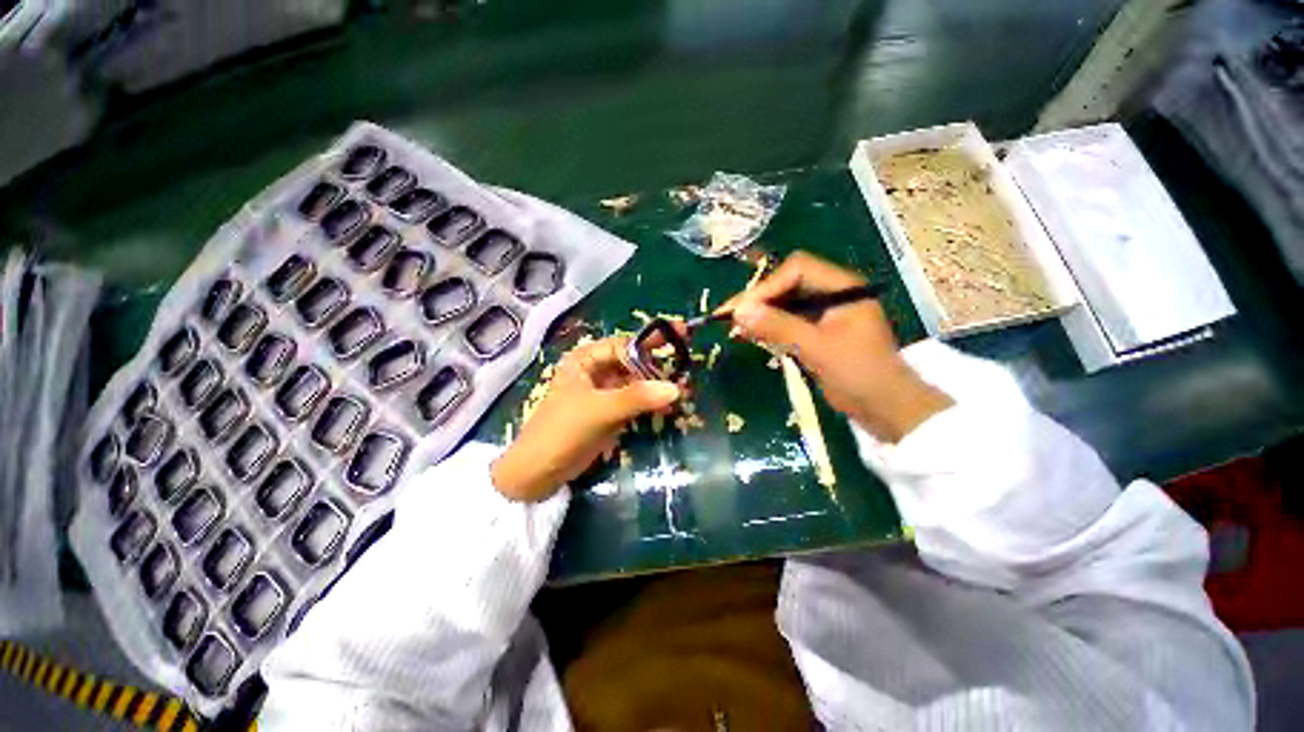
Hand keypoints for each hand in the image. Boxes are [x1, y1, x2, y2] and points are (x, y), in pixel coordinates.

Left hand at [492, 337, 681, 500]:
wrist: (539, 472)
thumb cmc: (562, 431)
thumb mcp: (598, 410)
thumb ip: (636, 398)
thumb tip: (675, 388)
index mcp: (586, 359)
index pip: (625, 344)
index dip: (652, 342)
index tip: (682, 336)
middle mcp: (596, 370)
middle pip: (633, 360)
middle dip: (658, 363)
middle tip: (687, 364)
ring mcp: (604, 391)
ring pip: (637, 381)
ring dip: (657, 384)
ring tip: (684, 387)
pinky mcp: (611, 410)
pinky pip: (636, 400)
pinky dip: (651, 402)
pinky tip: (669, 406)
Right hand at [722, 251, 952, 441]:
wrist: (885, 410)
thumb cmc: (859, 374)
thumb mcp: (817, 348)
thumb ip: (778, 327)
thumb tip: (739, 311)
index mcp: (843, 287)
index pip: (797, 270)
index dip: (767, 286)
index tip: (742, 309)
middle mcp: (832, 294)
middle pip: (787, 284)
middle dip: (758, 299)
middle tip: (729, 317)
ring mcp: (824, 313)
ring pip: (784, 303)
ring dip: (760, 313)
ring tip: (735, 327)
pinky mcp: (816, 332)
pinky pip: (786, 321)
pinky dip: (768, 327)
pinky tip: (750, 335)